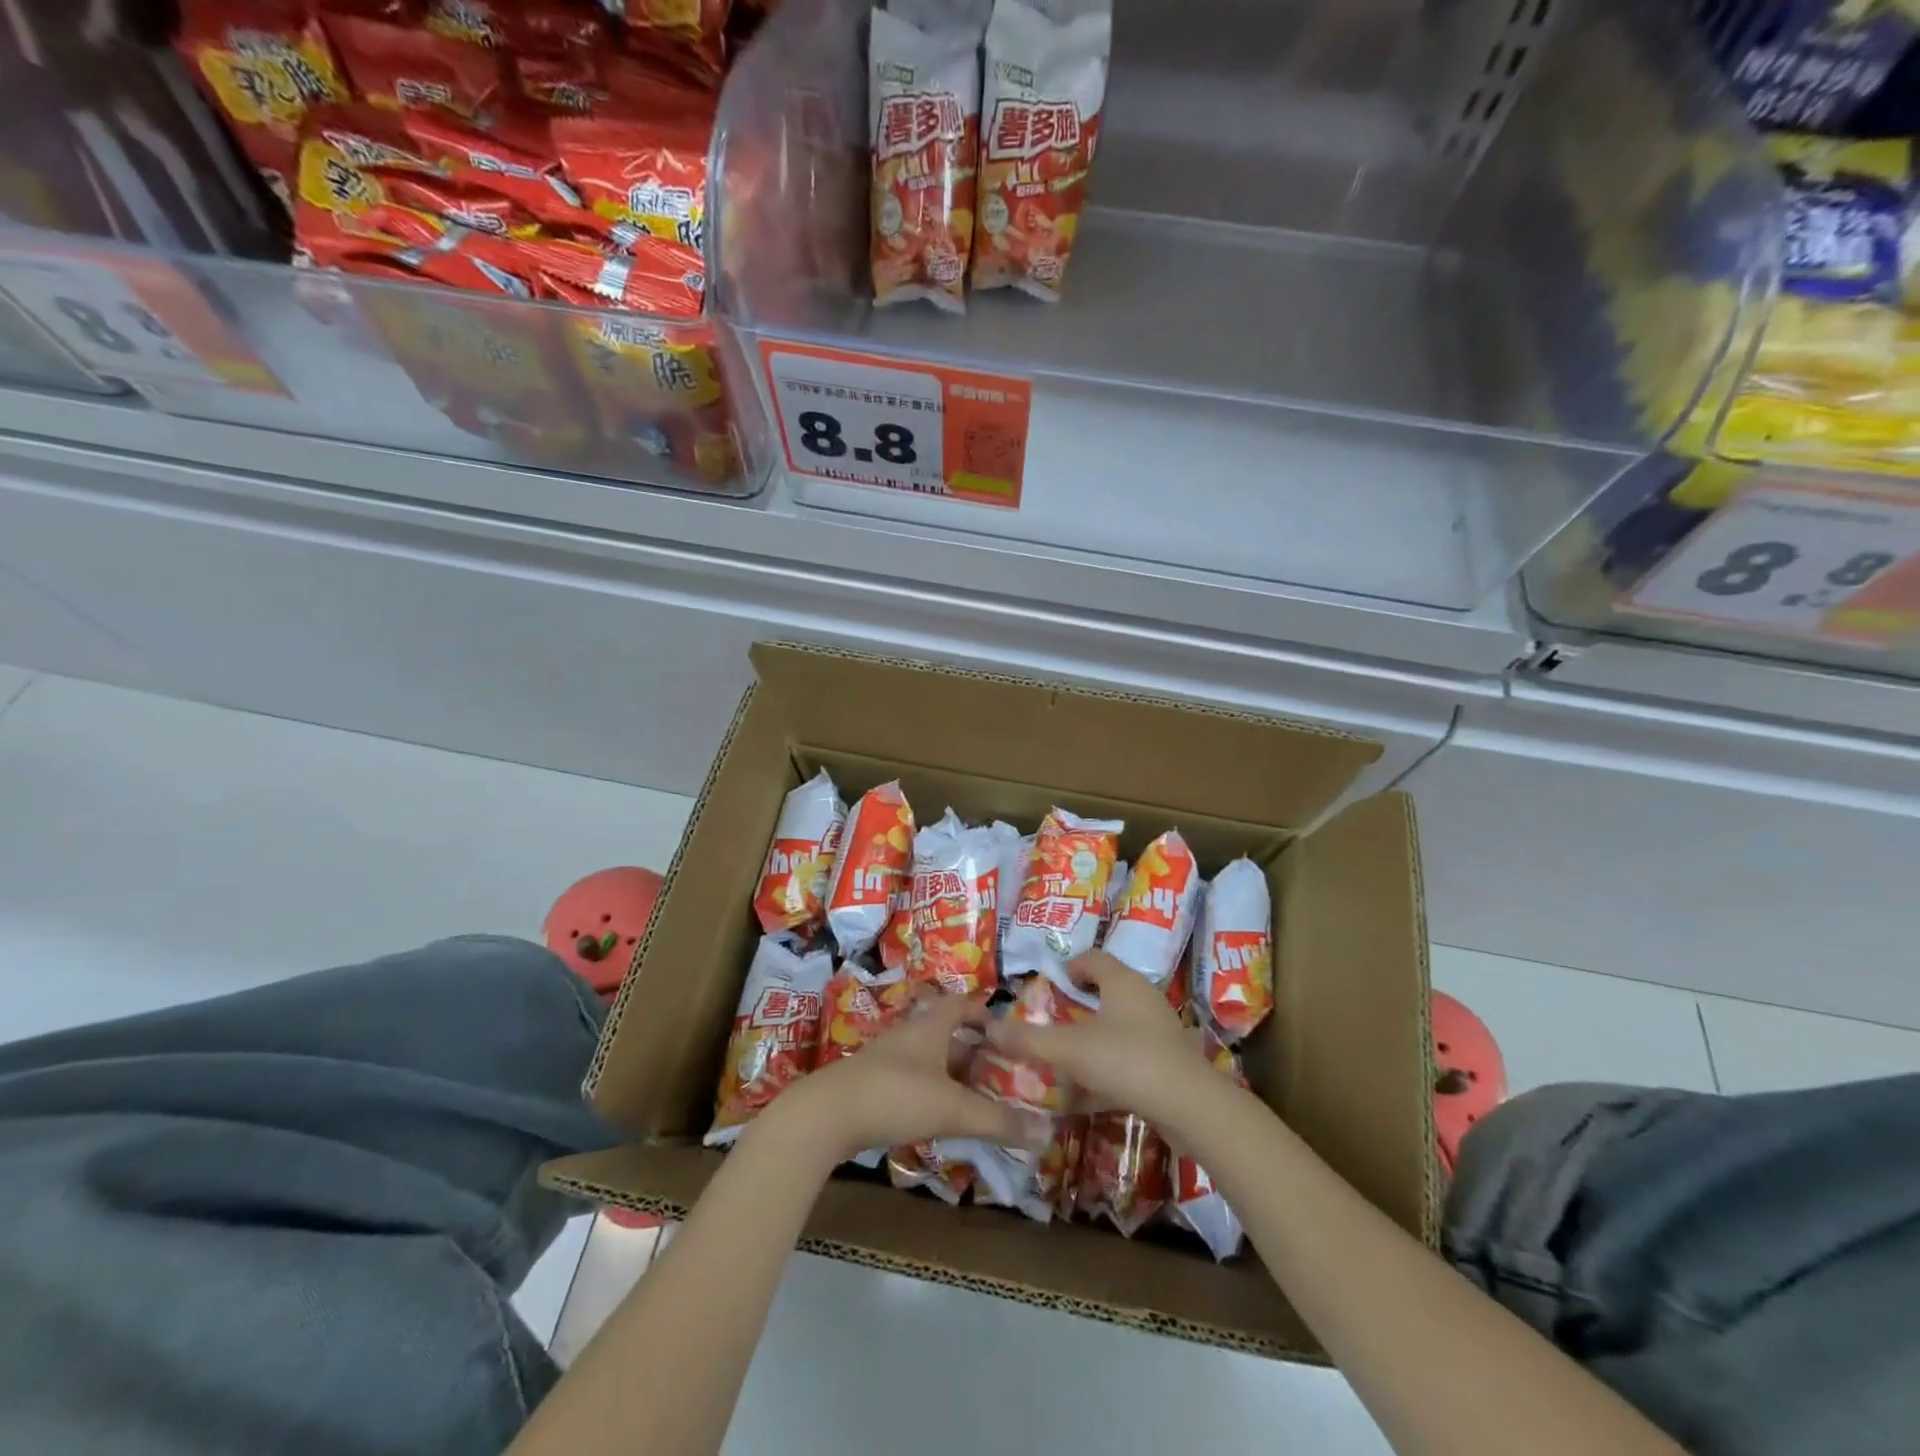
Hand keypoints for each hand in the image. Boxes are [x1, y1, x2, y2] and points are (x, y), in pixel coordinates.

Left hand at [762, 993, 1049, 1165]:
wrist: (827, 1114)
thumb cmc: (896, 1095)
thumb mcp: (952, 1108)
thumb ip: (997, 1121)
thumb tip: (1045, 1133)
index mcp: (930, 1026)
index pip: (962, 1005)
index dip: (985, 1012)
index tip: (1008, 1030)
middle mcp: (909, 1035)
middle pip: (947, 1035)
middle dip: (975, 1052)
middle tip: (1002, 1073)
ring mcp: (888, 1059)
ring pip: (929, 1060)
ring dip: (953, 1075)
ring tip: (979, 1099)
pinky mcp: (873, 1085)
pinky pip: (912, 1081)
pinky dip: (932, 1092)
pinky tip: (941, 1117)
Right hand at [983, 951, 1209, 1125]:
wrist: (1190, 1107)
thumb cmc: (1127, 1060)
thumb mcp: (1069, 1049)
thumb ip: (1029, 1038)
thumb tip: (989, 1027)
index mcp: (1122, 981)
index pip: (1092, 958)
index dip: (1069, 967)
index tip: (1049, 987)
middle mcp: (1144, 997)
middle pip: (1106, 989)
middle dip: (1078, 1004)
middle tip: (1052, 1020)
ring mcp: (1160, 1029)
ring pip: (1119, 1024)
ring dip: (1094, 1036)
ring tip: (1067, 1055)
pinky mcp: (1169, 1061)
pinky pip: (1131, 1054)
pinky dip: (1110, 1064)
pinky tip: (1092, 1091)